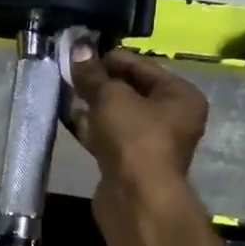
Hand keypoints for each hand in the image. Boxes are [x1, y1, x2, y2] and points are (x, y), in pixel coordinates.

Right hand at [69, 46, 208, 230]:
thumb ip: (93, 74)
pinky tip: (68, 118)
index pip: (143, 66)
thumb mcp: (111, 97)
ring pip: (117, 116)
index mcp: (180, 95)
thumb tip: (78, 47)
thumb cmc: (134, 138)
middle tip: (69, 72)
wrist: (136, 198)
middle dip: (100, 83)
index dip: (111, 58)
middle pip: (131, 91)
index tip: (81, 53)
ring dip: (92, 106)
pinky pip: (108, 137)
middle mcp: (172, 118)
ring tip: (64, 91)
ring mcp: (150, 144)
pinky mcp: (129, 164)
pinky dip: (91, 128)